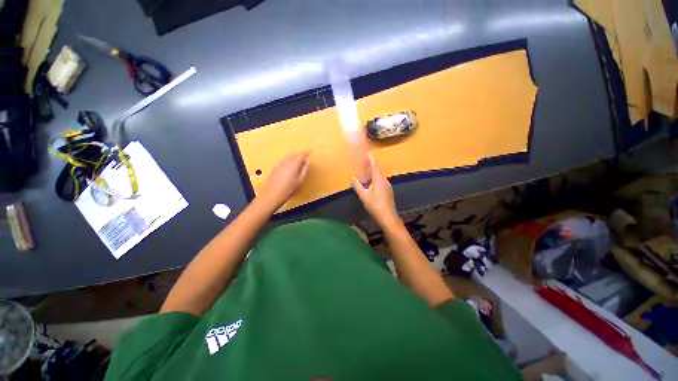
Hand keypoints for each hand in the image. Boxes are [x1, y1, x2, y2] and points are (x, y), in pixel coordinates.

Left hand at [259, 152, 309, 209]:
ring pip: (288, 157)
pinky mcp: (275, 167)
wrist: (272, 194)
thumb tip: (307, 162)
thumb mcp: (300, 181)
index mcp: (294, 164)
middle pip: (294, 154)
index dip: (306, 153)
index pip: (301, 155)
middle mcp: (286, 161)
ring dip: (293, 157)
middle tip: (304, 158)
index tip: (310, 152)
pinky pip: (283, 161)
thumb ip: (304, 170)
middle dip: (300, 155)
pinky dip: (288, 161)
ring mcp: (279, 164)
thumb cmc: (289, 189)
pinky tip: (289, 167)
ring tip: (297, 162)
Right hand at [352, 153, 398, 226]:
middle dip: (373, 165)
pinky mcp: (388, 191)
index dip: (371, 159)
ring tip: (367, 172)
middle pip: (378, 170)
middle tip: (366, 161)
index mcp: (379, 179)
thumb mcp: (364, 196)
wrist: (387, 217)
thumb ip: (358, 186)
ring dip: (374, 172)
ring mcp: (388, 186)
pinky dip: (376, 179)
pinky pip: (381, 181)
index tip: (369, 152)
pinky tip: (372, 183)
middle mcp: (385, 180)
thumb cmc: (375, 205)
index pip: (375, 166)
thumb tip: (353, 178)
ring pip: (380, 176)